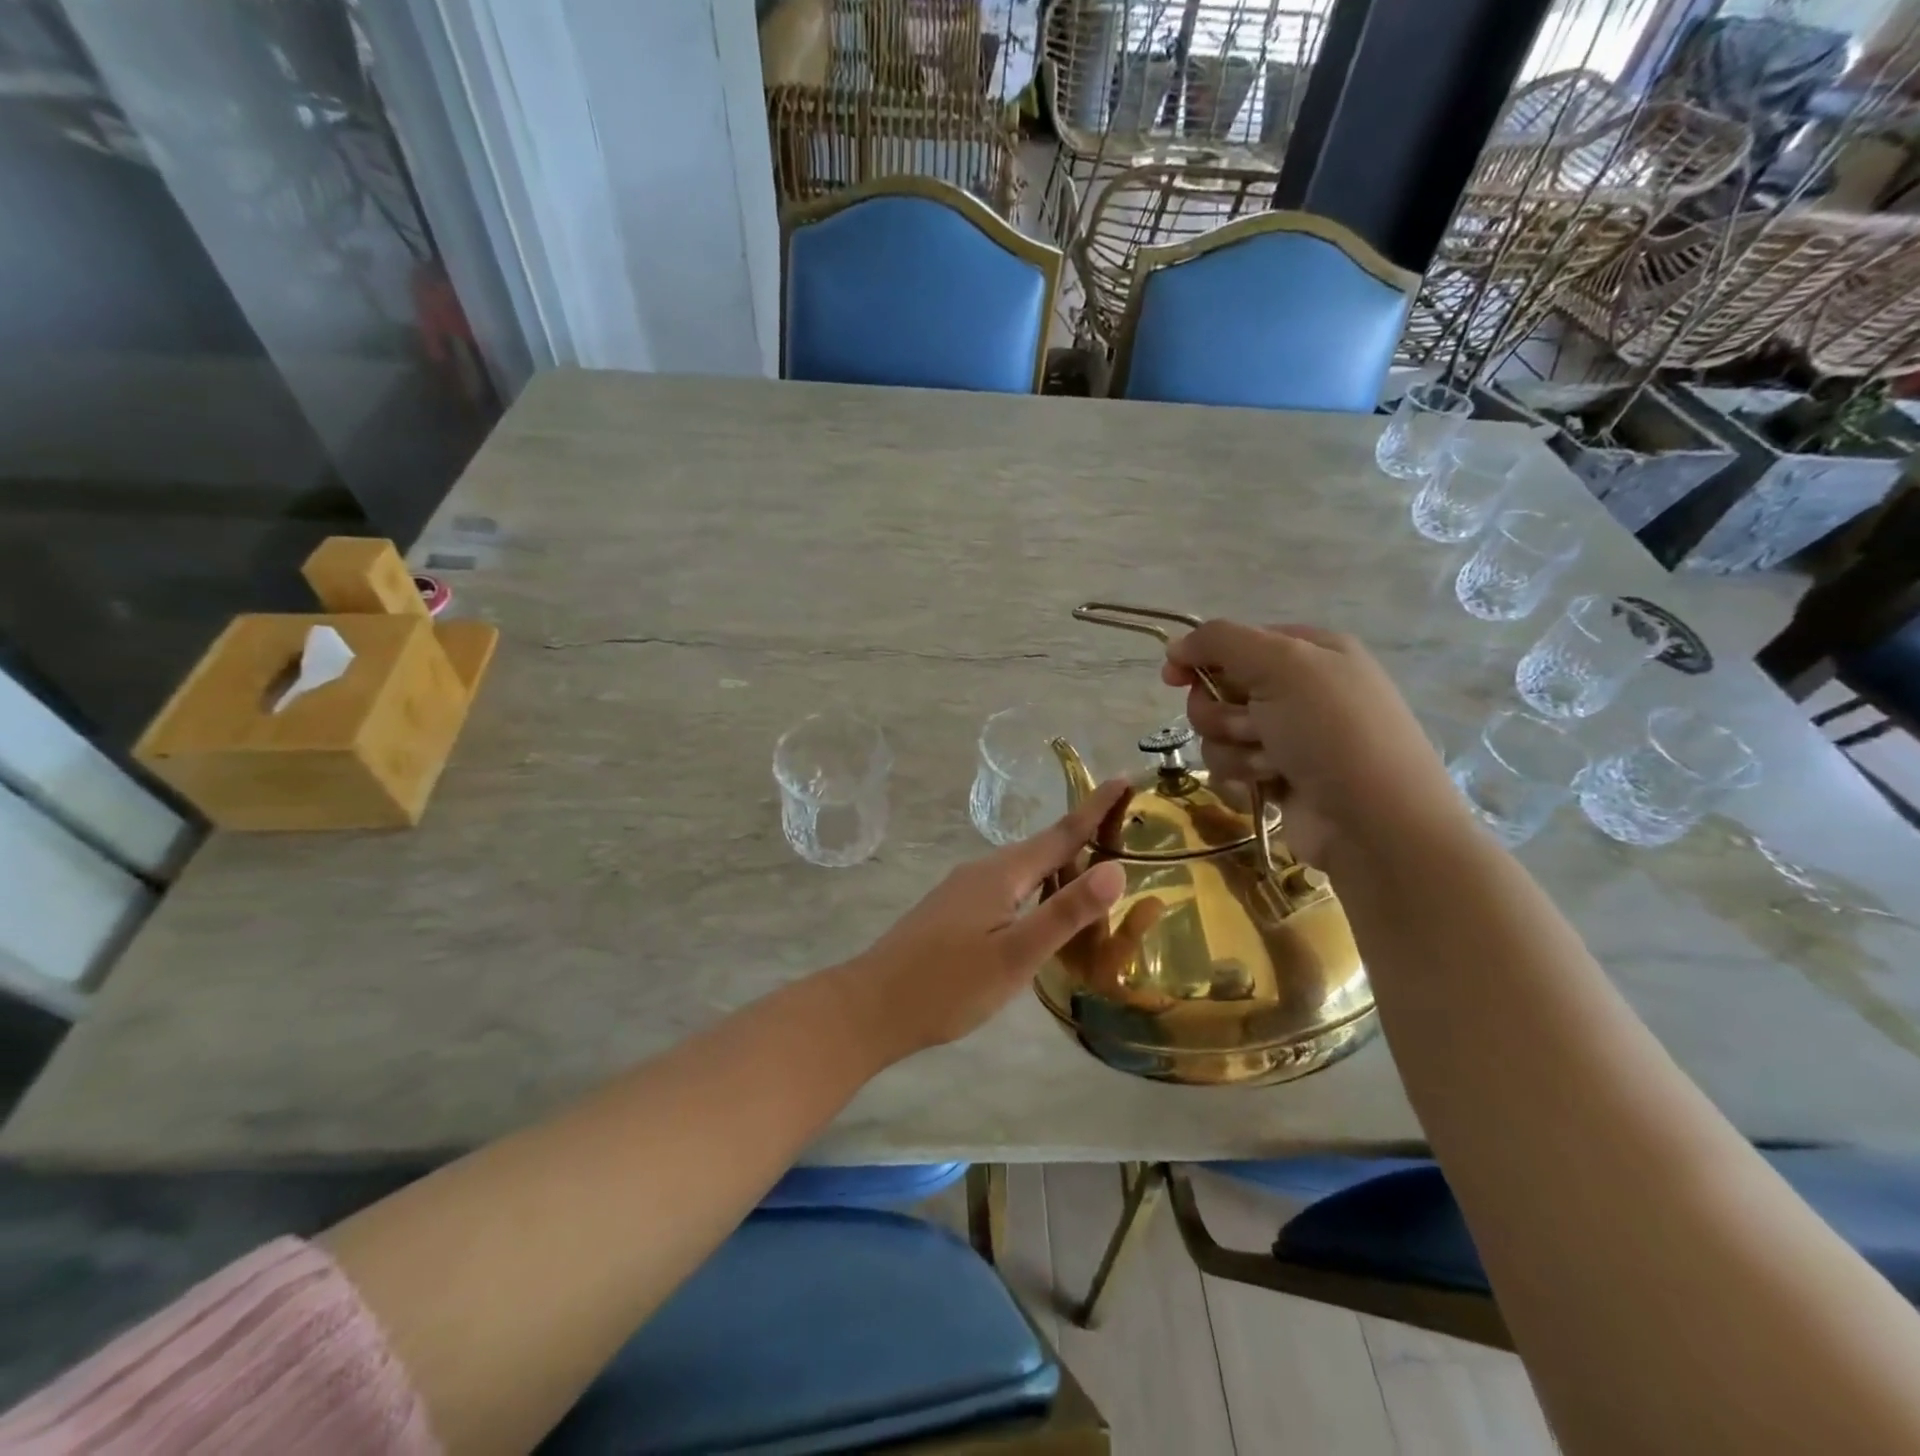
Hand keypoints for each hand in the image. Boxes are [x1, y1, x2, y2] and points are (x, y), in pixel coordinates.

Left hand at [839, 780, 1130, 1058]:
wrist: (872, 1007)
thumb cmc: (948, 985)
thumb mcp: (1016, 955)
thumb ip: (1065, 912)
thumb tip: (1116, 868)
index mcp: (1001, 873)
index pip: (1060, 833)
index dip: (1095, 809)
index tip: (1124, 779)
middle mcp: (981, 871)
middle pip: (1041, 848)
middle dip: (1081, 838)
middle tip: (1123, 835)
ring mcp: (962, 890)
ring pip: (1022, 871)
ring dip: (1058, 867)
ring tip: (1092, 874)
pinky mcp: (952, 911)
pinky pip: (1006, 888)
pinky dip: (1034, 889)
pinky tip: (1040, 911)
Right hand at [1161, 620, 1463, 865]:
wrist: (1374, 821)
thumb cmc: (1332, 730)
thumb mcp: (1282, 664)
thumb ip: (1221, 641)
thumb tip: (1175, 647)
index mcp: (1308, 650)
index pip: (1235, 642)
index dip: (1202, 658)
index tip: (1174, 677)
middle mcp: (1297, 689)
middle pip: (1219, 690)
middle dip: (1224, 713)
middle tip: (1253, 726)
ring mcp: (1287, 736)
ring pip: (1219, 733)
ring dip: (1236, 749)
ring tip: (1272, 763)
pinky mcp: (1276, 777)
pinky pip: (1230, 767)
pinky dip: (1243, 776)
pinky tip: (1272, 785)